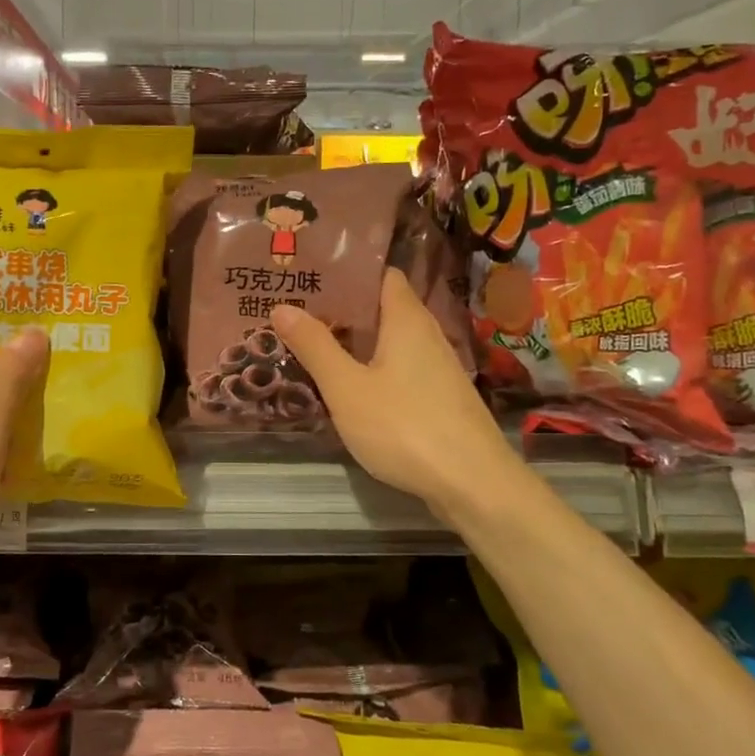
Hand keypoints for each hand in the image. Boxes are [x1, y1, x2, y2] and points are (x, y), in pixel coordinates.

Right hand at [273, 268, 518, 522]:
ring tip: (312, 343)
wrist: (473, 484)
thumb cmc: (405, 427)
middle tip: (297, 309)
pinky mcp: (439, 399)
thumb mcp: (347, 388)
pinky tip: (347, 386)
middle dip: (343, 308)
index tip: (310, 273)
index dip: (348, 271)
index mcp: (407, 320)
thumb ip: (315, 347)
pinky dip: (372, 368)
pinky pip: (399, 369)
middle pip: (383, 308)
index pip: (381, 275)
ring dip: (356, 342)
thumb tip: (282, 306)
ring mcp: (437, 369)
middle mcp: (427, 335)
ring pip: (391, 342)